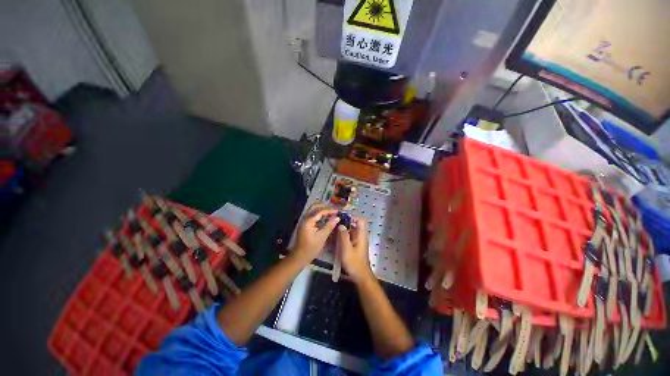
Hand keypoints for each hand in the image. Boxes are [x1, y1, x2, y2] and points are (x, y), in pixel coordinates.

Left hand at [293, 204, 339, 262]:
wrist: (299, 256)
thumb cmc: (311, 248)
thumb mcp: (322, 237)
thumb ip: (329, 226)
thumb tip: (337, 218)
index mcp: (308, 221)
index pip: (320, 211)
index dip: (330, 210)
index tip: (338, 211)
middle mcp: (305, 218)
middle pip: (315, 207)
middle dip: (325, 207)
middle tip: (334, 210)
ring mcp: (304, 221)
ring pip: (313, 210)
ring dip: (322, 209)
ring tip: (331, 212)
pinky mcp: (305, 224)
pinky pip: (312, 215)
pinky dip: (319, 214)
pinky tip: (325, 217)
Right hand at [336, 218, 373, 283]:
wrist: (360, 276)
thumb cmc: (354, 262)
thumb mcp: (347, 249)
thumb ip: (344, 236)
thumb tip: (341, 225)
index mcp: (361, 235)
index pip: (360, 221)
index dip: (352, 218)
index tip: (342, 218)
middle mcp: (361, 237)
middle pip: (354, 226)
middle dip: (345, 224)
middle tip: (334, 224)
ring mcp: (358, 242)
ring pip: (351, 232)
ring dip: (343, 231)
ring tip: (333, 231)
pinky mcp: (355, 247)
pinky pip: (349, 238)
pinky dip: (343, 237)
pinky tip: (335, 240)